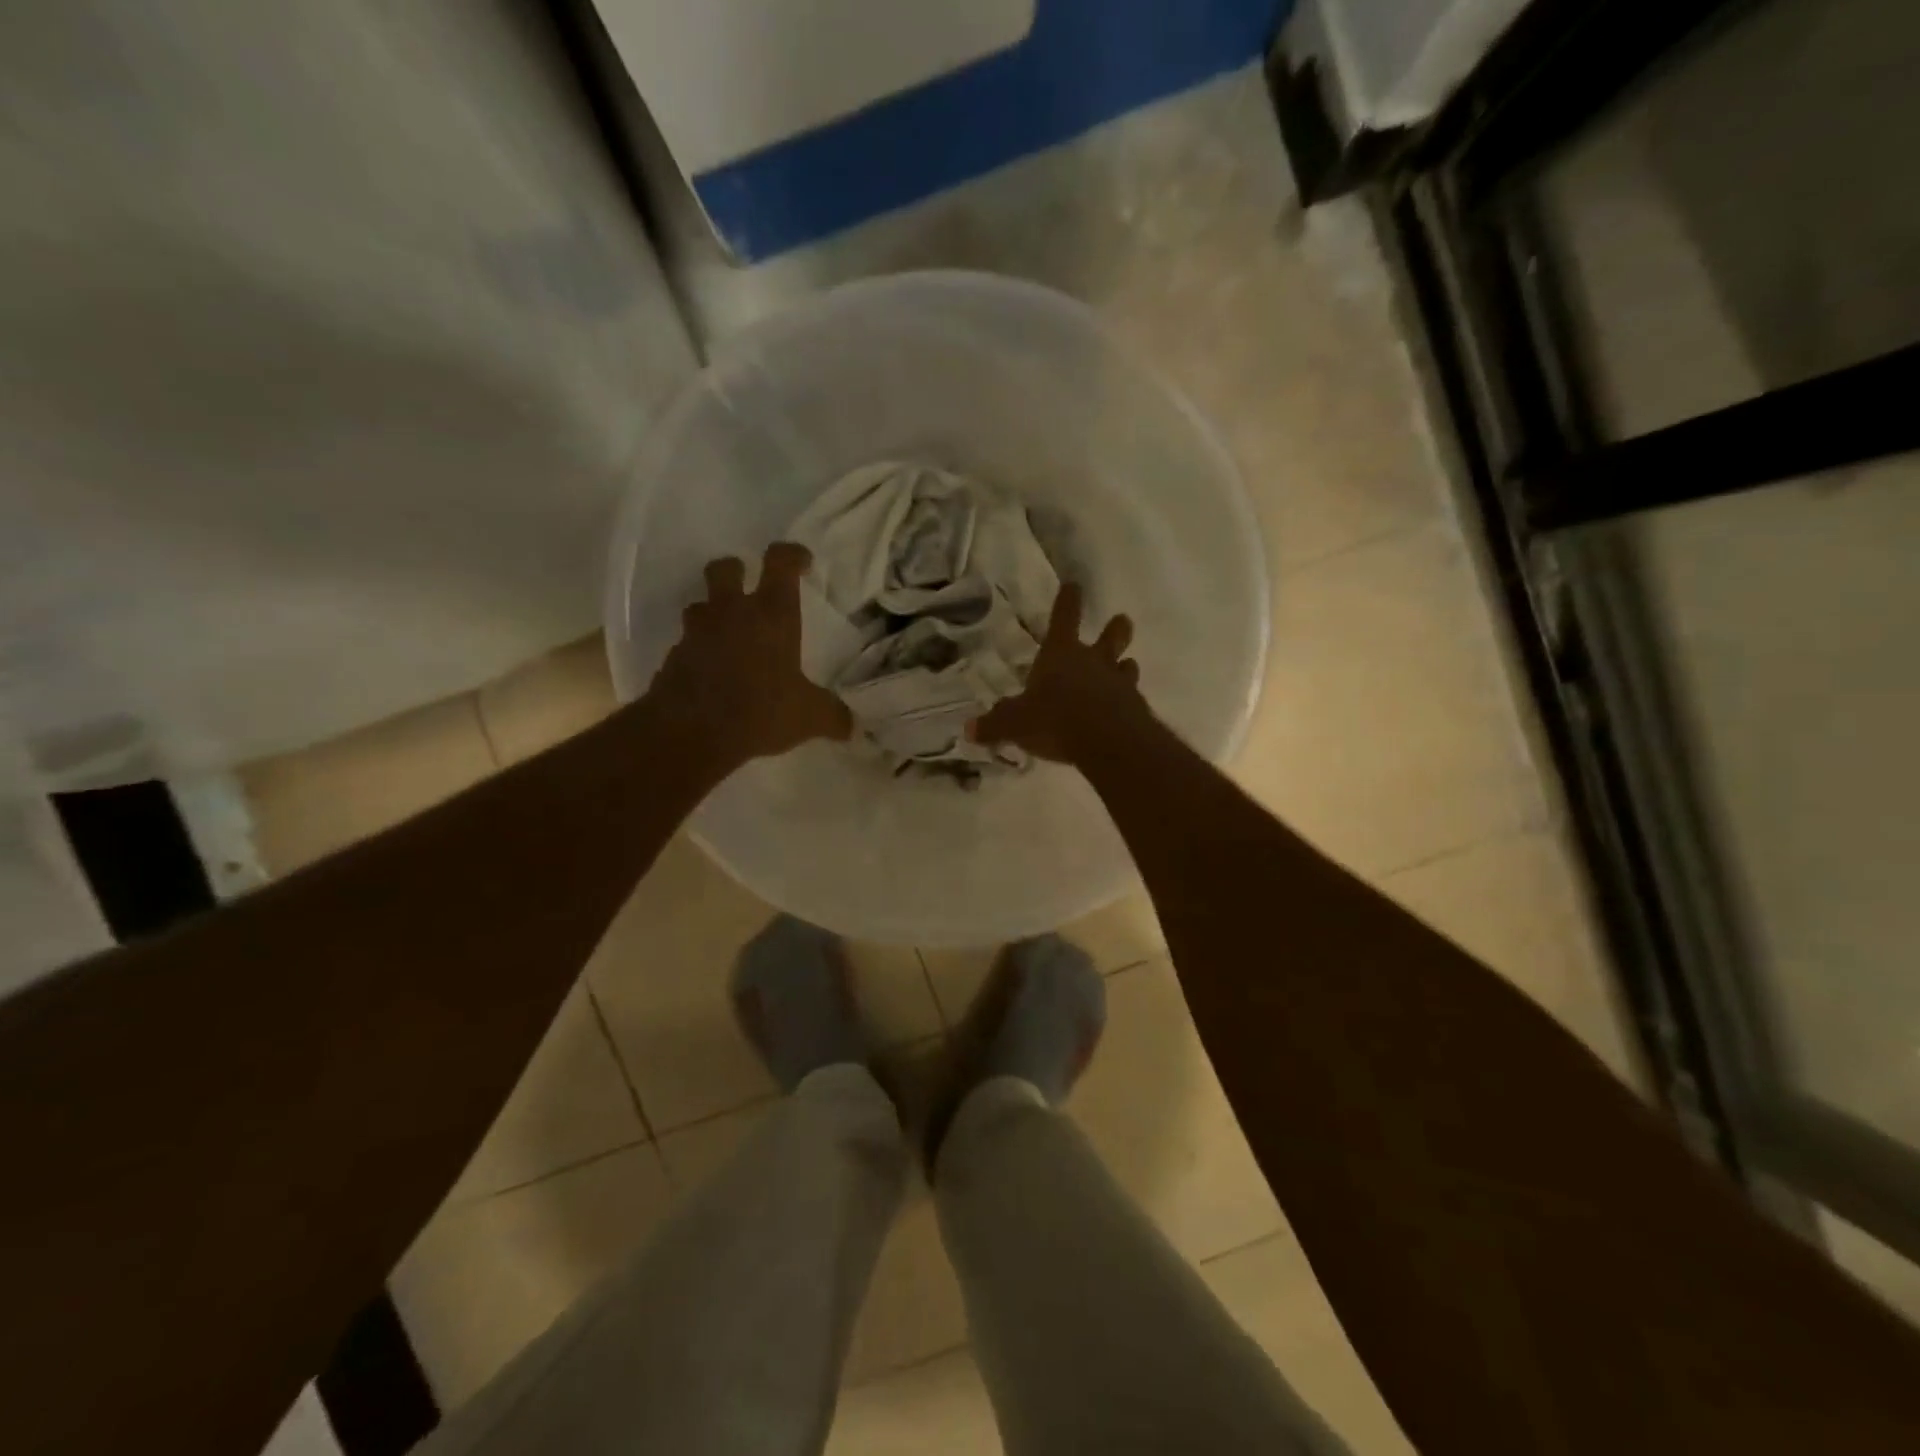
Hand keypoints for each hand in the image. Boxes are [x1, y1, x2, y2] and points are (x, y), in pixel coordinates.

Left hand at [645, 542, 852, 767]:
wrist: (691, 734)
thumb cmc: (761, 712)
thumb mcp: (810, 717)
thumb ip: (833, 716)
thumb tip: (851, 725)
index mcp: (771, 615)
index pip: (780, 561)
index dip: (792, 554)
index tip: (802, 564)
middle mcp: (731, 613)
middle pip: (724, 568)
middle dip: (736, 571)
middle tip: (748, 589)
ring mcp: (697, 633)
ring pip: (700, 605)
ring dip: (713, 614)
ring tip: (729, 637)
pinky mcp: (673, 658)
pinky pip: (687, 645)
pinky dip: (699, 653)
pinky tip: (712, 676)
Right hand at [971, 583, 1148, 764]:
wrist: (1108, 743)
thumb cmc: (1054, 720)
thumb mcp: (1015, 724)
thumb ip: (995, 725)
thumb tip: (969, 729)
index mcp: (1061, 654)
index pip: (1064, 617)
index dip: (1068, 600)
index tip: (1074, 584)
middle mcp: (1093, 662)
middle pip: (1110, 637)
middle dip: (1115, 628)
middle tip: (1122, 620)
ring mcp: (1118, 684)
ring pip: (1127, 667)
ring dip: (1125, 666)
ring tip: (1126, 666)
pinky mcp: (1135, 710)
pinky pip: (1132, 700)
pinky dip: (1127, 703)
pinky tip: (1124, 712)